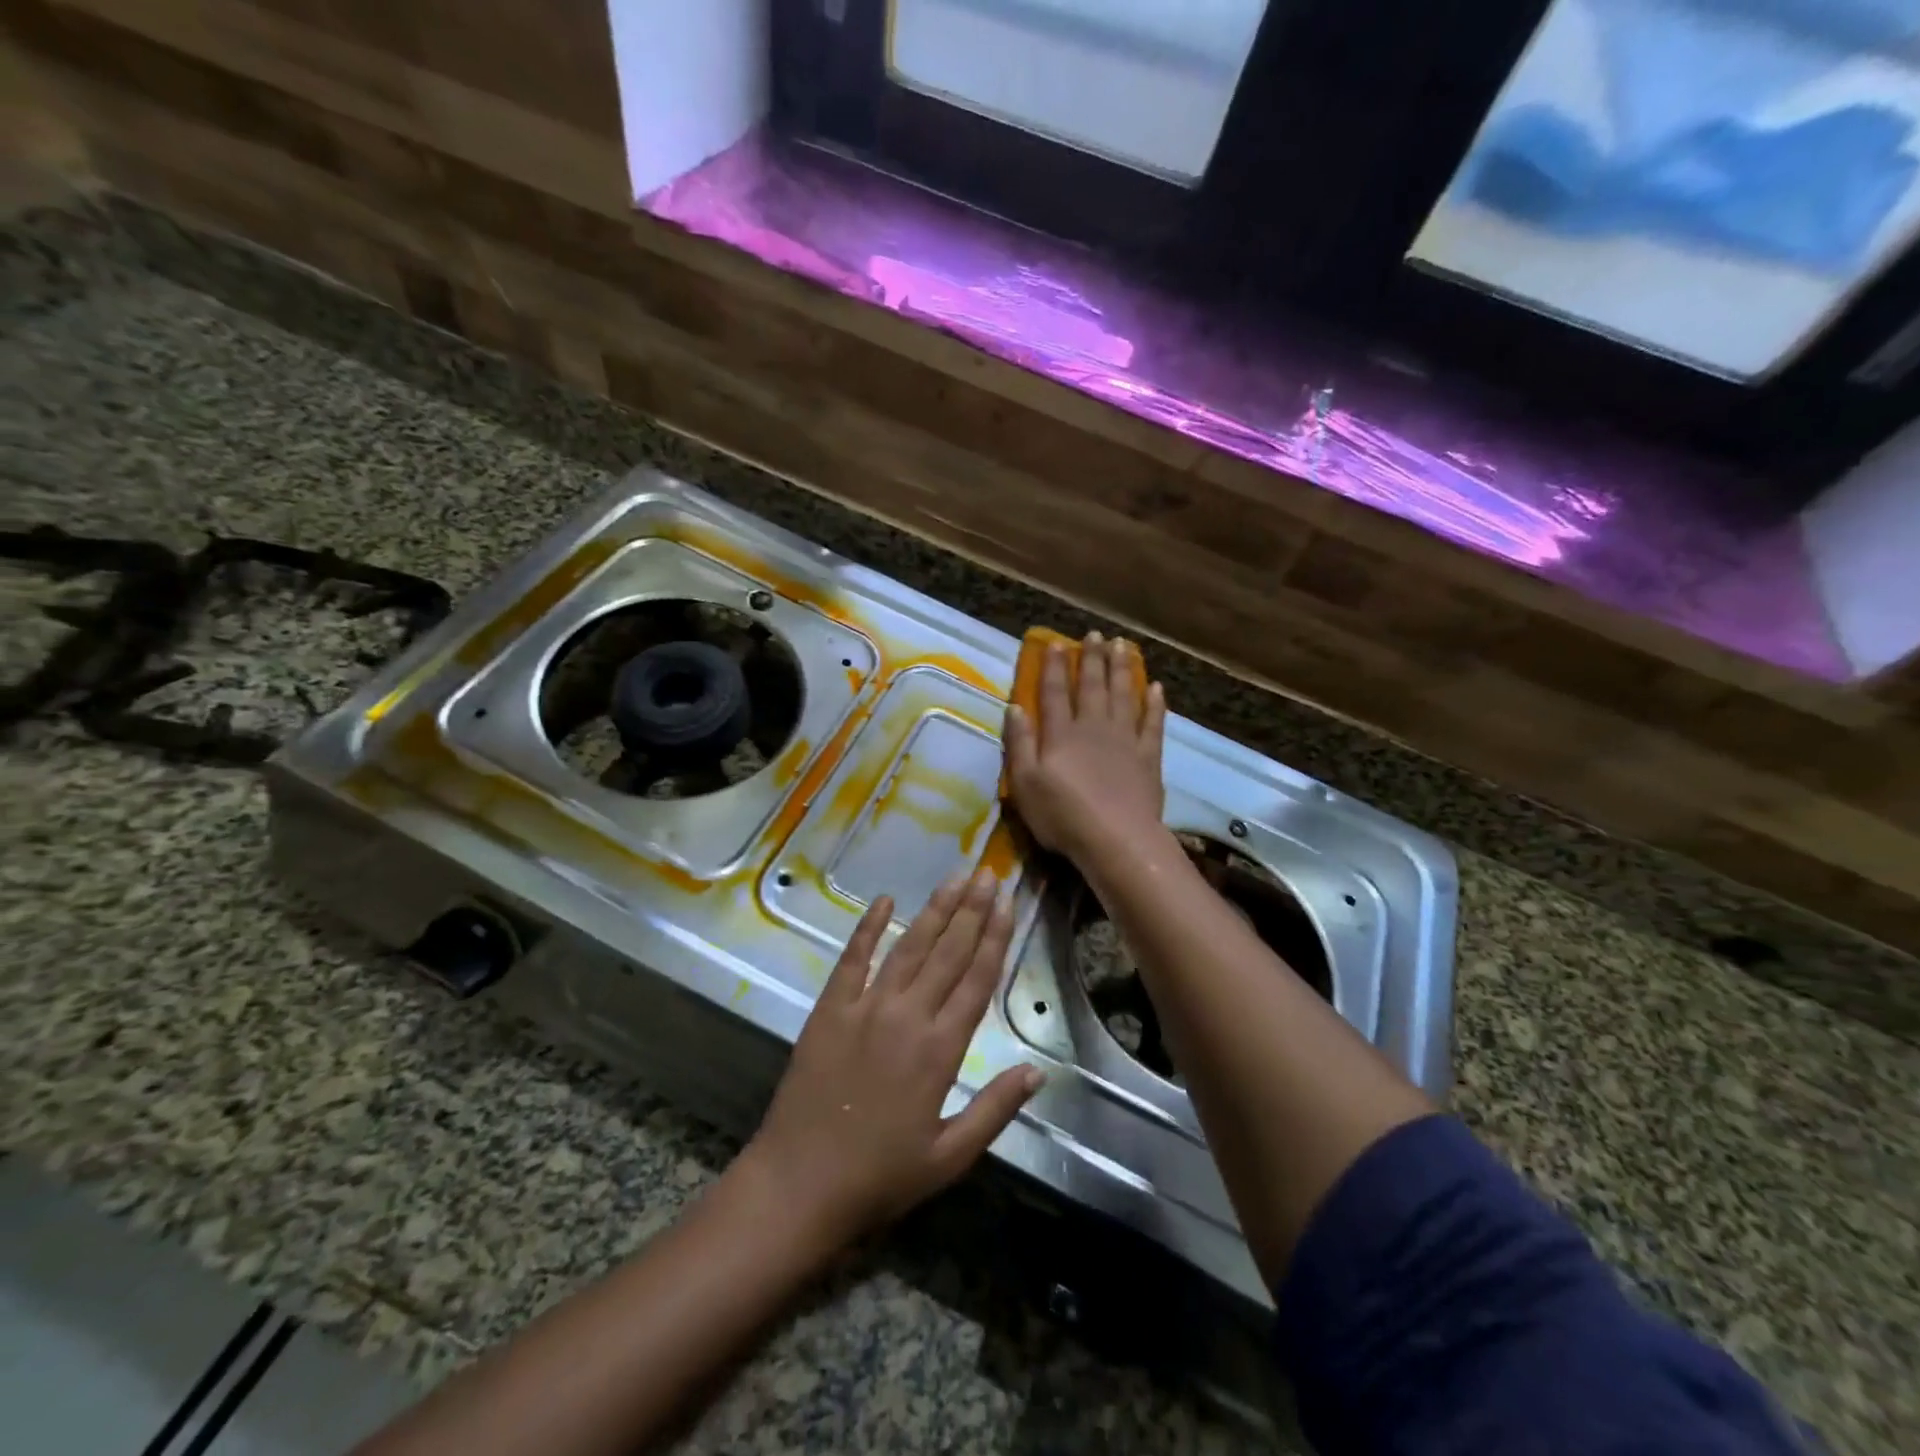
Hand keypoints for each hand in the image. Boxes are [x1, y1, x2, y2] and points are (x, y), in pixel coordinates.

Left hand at [739, 870, 1043, 1249]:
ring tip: (954, 878)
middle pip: (948, 952)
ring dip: (934, 911)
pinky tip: (884, 901)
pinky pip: (853, 959)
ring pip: (908, 947)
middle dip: (971, 910)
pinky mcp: (830, 1009)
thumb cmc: (880, 1176)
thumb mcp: (949, 1157)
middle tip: (987, 872)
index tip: (1007, 901)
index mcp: (941, 1050)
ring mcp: (865, 1007)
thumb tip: (1038, 1071)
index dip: (995, 937)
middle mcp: (907, 1016)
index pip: (977, 979)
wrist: (799, 1183)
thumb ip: (995, 1110)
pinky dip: (868, 928)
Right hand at [1004, 631, 1167, 865]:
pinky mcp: (1148, 757)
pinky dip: (1155, 705)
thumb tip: (1015, 707)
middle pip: (1092, 686)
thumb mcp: (1025, 784)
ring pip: (1123, 696)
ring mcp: (1125, 740)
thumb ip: (1020, 744)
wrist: (1116, 839)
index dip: (1055, 667)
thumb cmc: (1062, 815)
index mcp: (1061, 734)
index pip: (1055, 692)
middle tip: (1095, 635)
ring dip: (1122, 669)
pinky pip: (1153, 724)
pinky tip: (1156, 689)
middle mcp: (1093, 728)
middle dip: (1092, 659)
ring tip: (1122, 646)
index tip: (1056, 643)